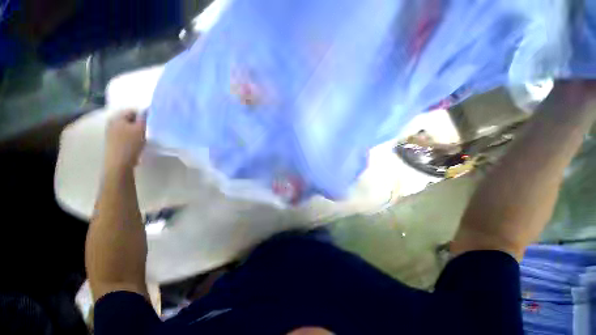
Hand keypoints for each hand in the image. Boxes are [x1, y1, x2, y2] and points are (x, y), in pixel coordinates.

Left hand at [104, 110, 145, 170]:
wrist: (119, 163)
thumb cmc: (130, 144)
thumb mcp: (140, 129)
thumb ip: (144, 118)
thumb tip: (147, 110)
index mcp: (117, 118)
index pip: (132, 111)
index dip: (143, 115)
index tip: (151, 122)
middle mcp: (112, 123)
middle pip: (129, 120)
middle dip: (139, 124)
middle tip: (148, 130)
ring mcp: (111, 133)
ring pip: (127, 128)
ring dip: (136, 131)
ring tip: (143, 138)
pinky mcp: (113, 142)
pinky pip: (125, 136)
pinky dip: (132, 138)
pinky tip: (136, 144)